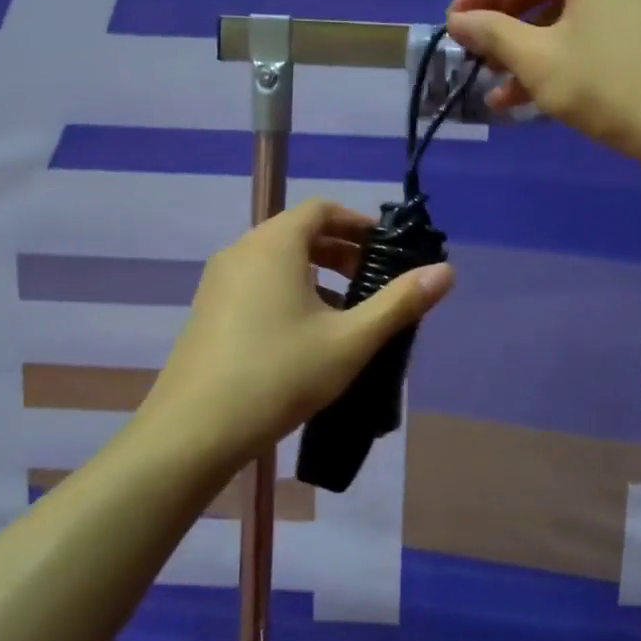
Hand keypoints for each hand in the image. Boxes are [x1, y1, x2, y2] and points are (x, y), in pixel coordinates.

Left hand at [136, 200, 454, 476]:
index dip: (358, 223)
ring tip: (345, 310)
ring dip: (315, 273)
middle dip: (340, 250)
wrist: (194, 431)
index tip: (386, 249)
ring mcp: (218, 282)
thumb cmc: (279, 374)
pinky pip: (256, 283)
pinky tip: (305, 335)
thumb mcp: (350, 340)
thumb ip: (400, 303)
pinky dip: (288, 291)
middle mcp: (241, 252)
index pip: (321, 210)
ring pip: (276, 261)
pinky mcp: (208, 312)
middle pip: (298, 232)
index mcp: (274, 245)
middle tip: (373, 280)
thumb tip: (447, 271)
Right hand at [447, 0, 640, 159]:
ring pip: (575, 8)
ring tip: (500, 87)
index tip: (455, 25)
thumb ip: (492, 33)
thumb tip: (458, 21)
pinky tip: (538, 91)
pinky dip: (569, 49)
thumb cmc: (608, 85)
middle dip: (507, 22)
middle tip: (477, 54)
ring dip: (533, 45)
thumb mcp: (539, 60)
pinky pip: (603, 24)